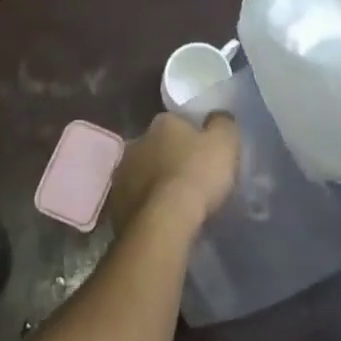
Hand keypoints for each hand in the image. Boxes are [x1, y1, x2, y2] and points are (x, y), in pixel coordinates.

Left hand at [107, 112, 239, 233]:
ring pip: (142, 173)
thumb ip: (222, 124)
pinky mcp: (116, 205)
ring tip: (175, 202)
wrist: (165, 222)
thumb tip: (218, 118)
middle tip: (189, 177)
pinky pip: (135, 201)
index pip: (177, 122)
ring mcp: (122, 174)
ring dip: (155, 182)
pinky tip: (161, 219)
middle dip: (169, 158)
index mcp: (162, 122)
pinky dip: (146, 206)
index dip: (192, 136)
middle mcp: (136, 141)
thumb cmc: (197, 174)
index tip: (203, 152)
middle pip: (157, 146)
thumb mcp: (225, 142)